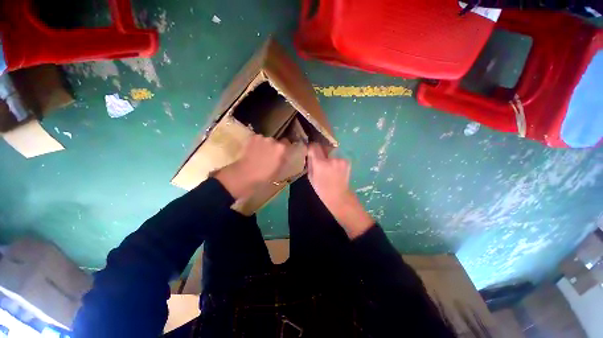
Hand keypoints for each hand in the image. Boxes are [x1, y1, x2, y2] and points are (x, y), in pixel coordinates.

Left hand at [215, 135, 288, 198]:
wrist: (246, 174)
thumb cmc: (265, 175)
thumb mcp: (279, 170)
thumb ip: (283, 160)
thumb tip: (284, 155)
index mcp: (281, 148)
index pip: (287, 143)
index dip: (285, 148)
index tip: (283, 152)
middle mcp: (273, 140)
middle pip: (276, 141)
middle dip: (274, 146)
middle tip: (270, 155)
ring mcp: (261, 138)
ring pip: (266, 140)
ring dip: (265, 145)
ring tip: (259, 153)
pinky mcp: (252, 138)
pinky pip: (257, 139)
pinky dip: (256, 143)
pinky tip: (253, 150)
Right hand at [307, 144, 373, 238]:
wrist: (339, 196)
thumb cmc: (322, 189)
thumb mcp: (311, 177)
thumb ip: (310, 163)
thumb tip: (309, 153)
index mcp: (320, 163)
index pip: (314, 147)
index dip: (311, 147)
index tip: (310, 149)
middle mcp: (331, 159)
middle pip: (323, 148)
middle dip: (320, 153)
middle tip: (320, 161)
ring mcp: (340, 160)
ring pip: (331, 154)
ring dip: (329, 158)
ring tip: (329, 169)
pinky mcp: (346, 161)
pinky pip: (337, 158)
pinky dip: (336, 162)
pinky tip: (336, 171)